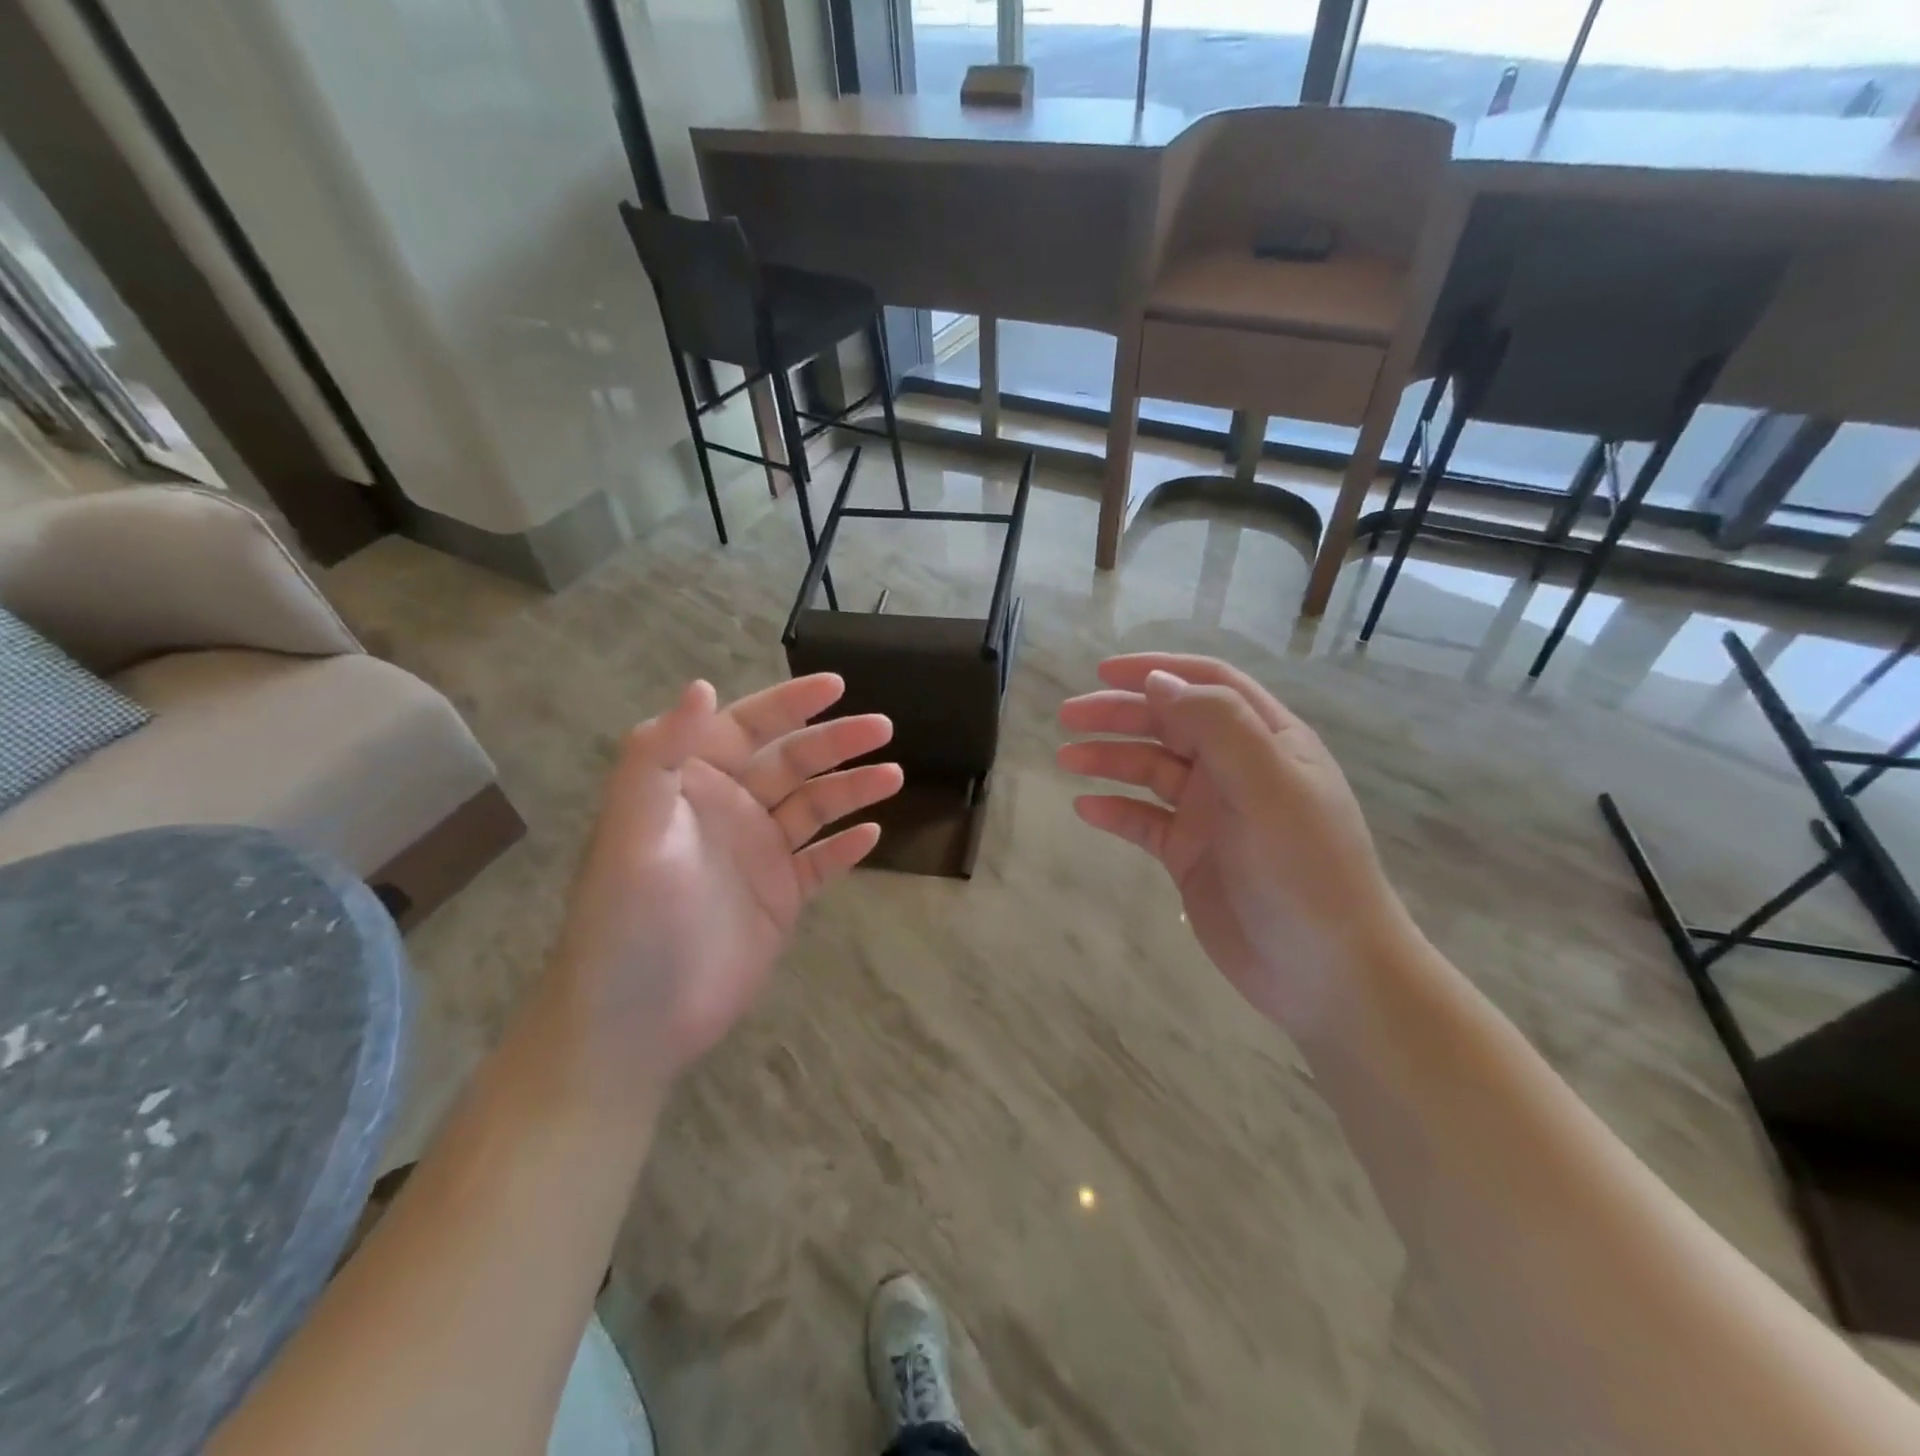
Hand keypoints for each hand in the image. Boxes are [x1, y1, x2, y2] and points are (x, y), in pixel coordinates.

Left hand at [549, 675, 900, 1102]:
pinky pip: (821, 862)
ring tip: (894, 776)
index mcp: (691, 784)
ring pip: (814, 808)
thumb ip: (661, 753)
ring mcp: (757, 855)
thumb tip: (700, 685)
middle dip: (837, 742)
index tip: (838, 685)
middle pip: (793, 763)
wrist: (634, 1022)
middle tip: (884, 728)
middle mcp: (729, 810)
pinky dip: (845, 846)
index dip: (791, 703)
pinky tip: (873, 833)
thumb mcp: (633, 827)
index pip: (747, 727)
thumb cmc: (628, 918)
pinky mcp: (778, 898)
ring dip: (852, 789)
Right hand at [1058, 653, 1411, 1036]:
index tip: (1104, 670)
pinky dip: (1116, 811)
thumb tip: (1158, 681)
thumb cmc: (1306, 871)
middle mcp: (1239, 769)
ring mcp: (1213, 814)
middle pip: (1171, 724)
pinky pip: (1145, 821)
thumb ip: (1217, 726)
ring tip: (1066, 758)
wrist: (1326, 974)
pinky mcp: (1192, 855)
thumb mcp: (1269, 786)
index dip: (1157, 670)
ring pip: (1152, 771)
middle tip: (1068, 716)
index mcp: (1268, 740)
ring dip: (1110, 759)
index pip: (1208, 684)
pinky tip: (1086, 809)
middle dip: (1120, 714)